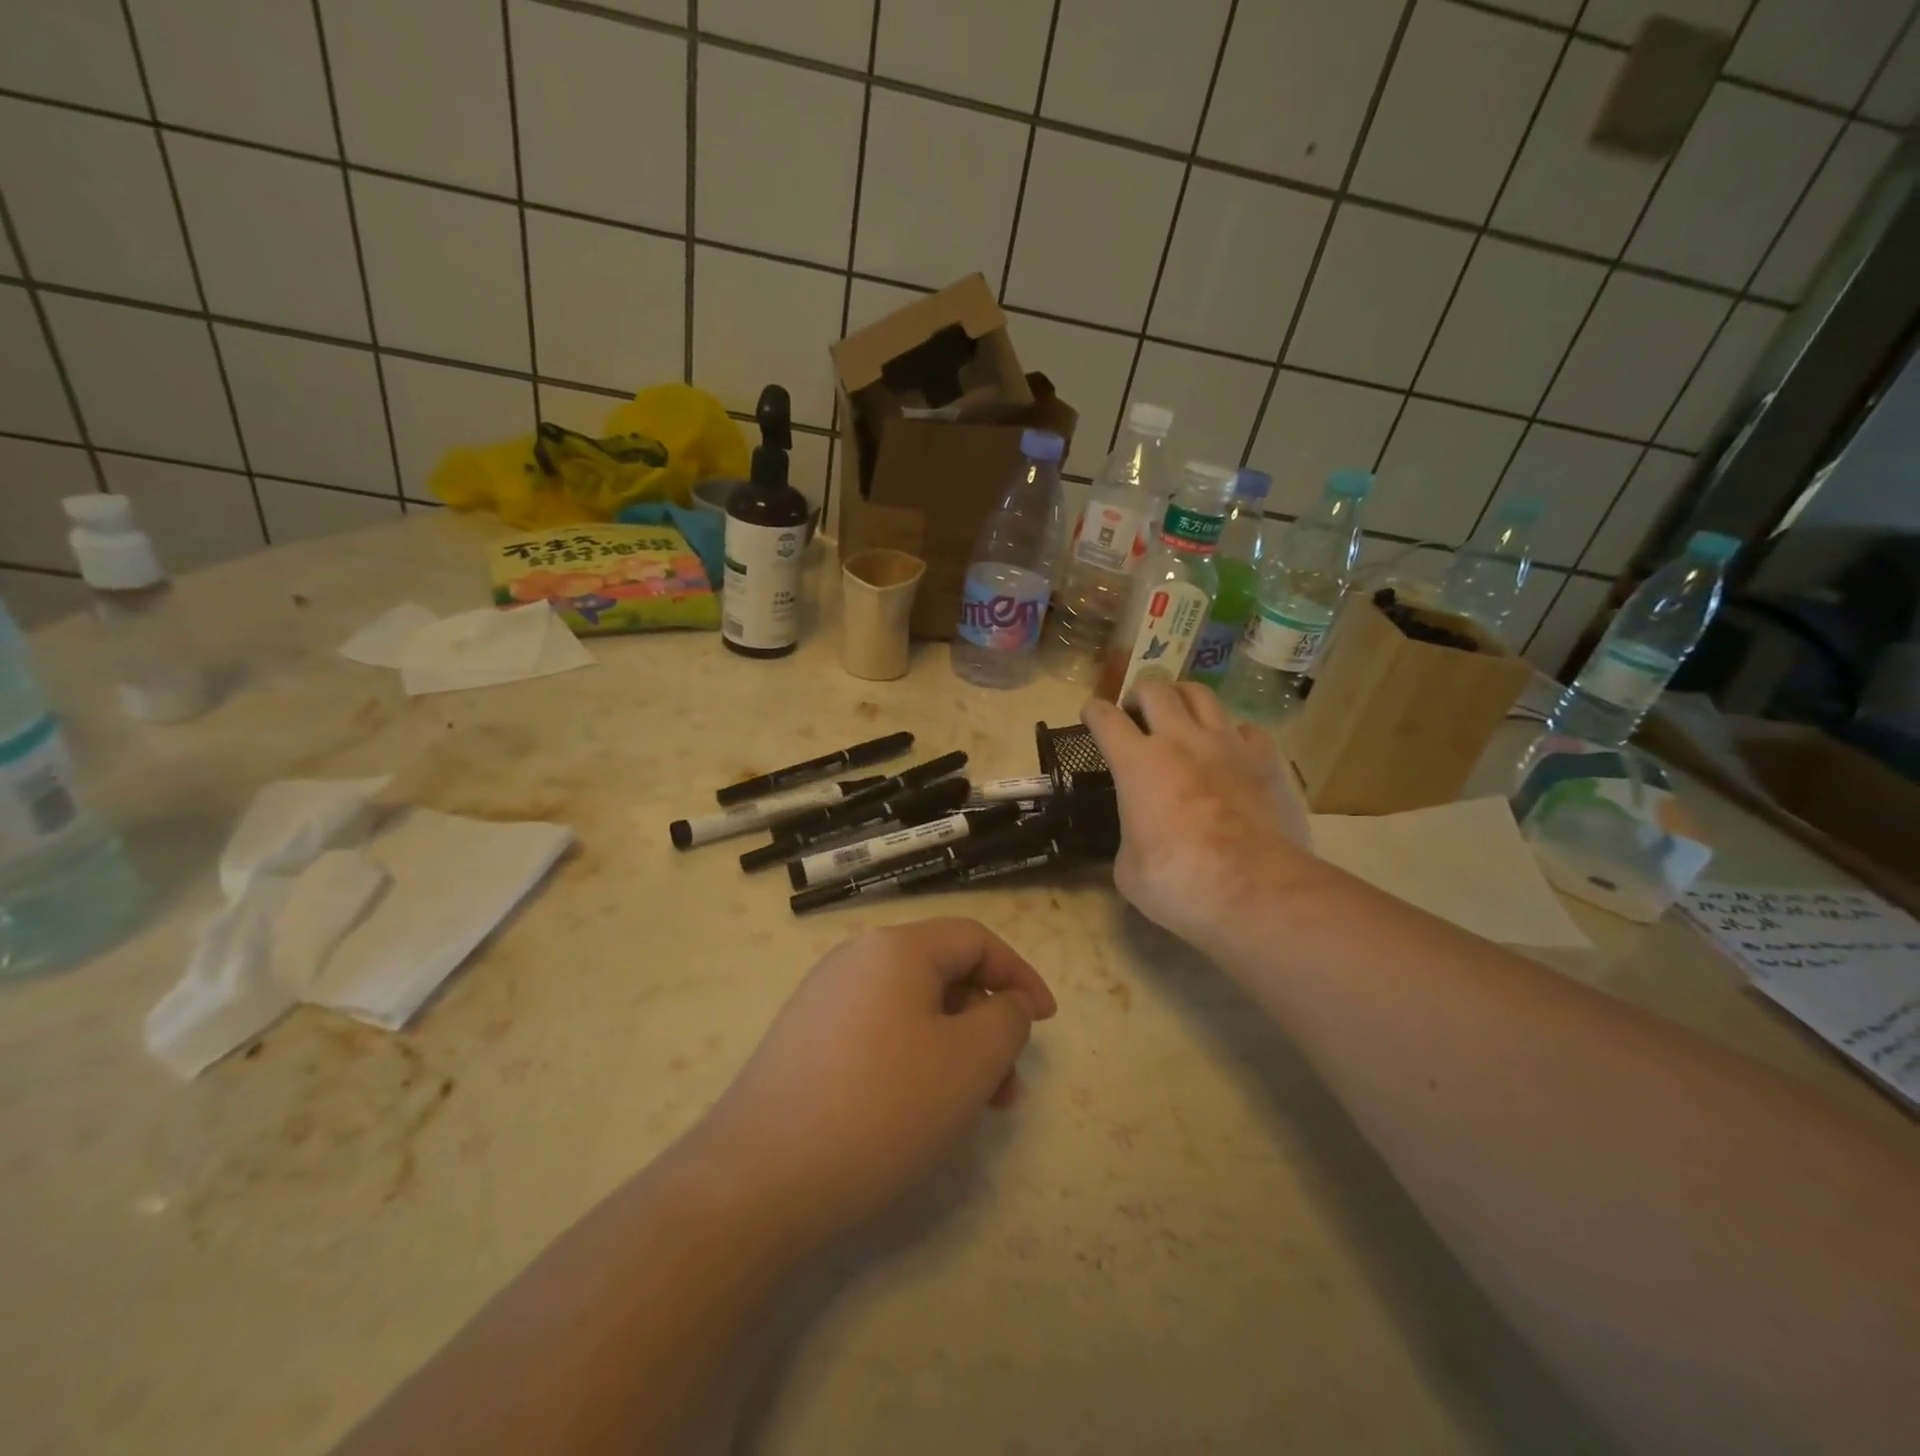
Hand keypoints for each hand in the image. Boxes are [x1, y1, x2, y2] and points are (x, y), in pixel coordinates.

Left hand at [700, 918, 1055, 1250]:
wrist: (757, 1179)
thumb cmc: (880, 1108)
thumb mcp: (968, 1062)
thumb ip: (1006, 1021)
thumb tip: (1006, 1003)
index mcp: (896, 948)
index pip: (974, 940)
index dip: (1018, 975)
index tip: (1046, 1022)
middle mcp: (856, 959)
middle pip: (942, 973)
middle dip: (985, 1023)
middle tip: (1008, 1084)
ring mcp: (824, 999)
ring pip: (912, 1009)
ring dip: (954, 1049)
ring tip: (972, 1109)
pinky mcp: (805, 1040)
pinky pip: (879, 1033)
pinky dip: (915, 1060)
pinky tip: (918, 1110)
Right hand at [1083, 681, 1314, 951]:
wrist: (1257, 891)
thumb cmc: (1179, 882)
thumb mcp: (1128, 869)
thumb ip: (1130, 836)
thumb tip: (1140, 836)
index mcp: (1137, 763)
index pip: (1105, 718)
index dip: (1094, 711)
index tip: (1091, 714)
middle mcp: (1180, 740)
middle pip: (1155, 689)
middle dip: (1139, 694)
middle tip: (1137, 712)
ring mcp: (1227, 744)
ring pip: (1201, 694)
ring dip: (1183, 698)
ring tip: (1180, 714)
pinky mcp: (1267, 759)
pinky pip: (1246, 728)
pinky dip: (1232, 733)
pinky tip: (1231, 750)